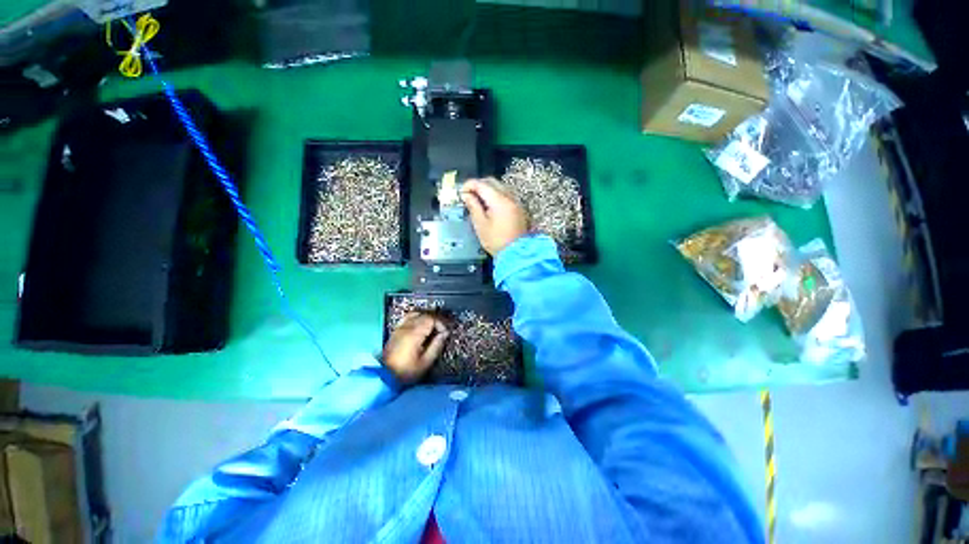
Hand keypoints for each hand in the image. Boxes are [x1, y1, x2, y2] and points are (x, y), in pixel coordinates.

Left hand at [383, 312, 448, 384]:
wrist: (385, 376)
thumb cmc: (407, 371)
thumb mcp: (426, 362)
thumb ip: (437, 346)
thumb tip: (444, 334)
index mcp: (415, 334)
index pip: (431, 319)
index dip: (441, 324)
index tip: (445, 333)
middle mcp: (407, 328)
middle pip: (425, 315)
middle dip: (436, 321)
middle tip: (442, 331)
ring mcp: (400, 328)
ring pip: (417, 314)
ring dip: (427, 318)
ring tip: (432, 328)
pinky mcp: (396, 331)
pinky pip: (408, 317)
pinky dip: (417, 317)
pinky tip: (420, 324)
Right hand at [461, 178, 528, 255]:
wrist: (516, 253)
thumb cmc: (496, 241)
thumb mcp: (480, 224)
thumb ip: (473, 206)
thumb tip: (466, 195)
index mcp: (499, 201)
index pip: (482, 184)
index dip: (469, 185)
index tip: (461, 191)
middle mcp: (510, 197)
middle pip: (492, 182)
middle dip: (478, 185)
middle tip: (468, 194)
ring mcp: (516, 202)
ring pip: (500, 187)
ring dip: (487, 189)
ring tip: (477, 200)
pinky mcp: (518, 208)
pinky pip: (506, 195)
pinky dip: (496, 195)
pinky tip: (489, 205)